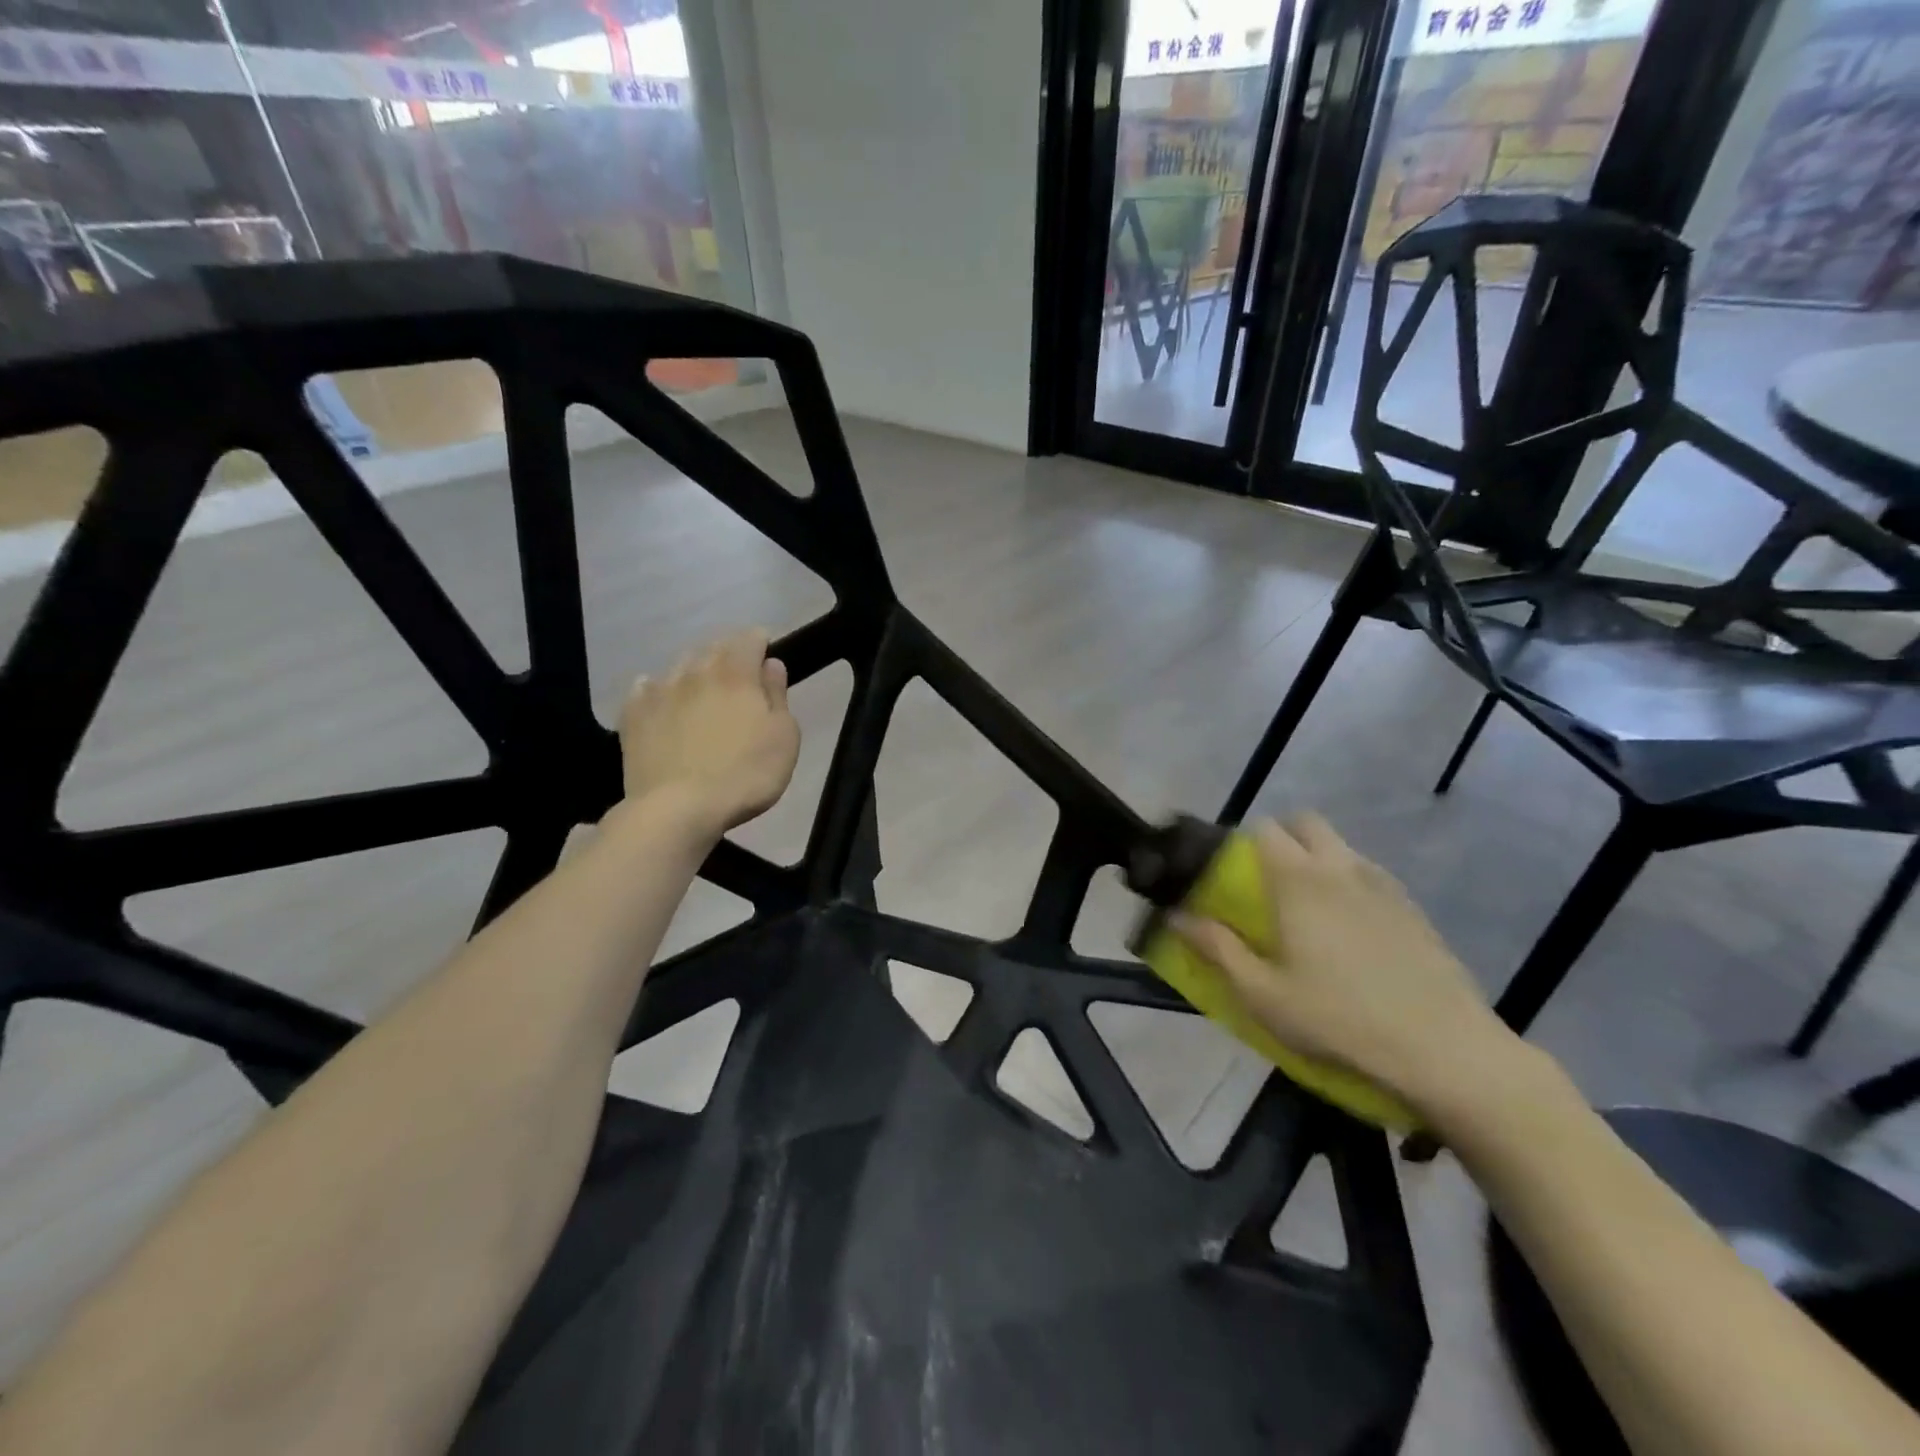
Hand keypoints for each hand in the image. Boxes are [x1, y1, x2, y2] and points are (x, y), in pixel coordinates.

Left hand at [619, 630, 799, 835]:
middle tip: (740, 678)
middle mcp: (696, 673)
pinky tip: (662, 702)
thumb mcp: (784, 738)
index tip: (767, 657)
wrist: (679, 809)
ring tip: (703, 691)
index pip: (749, 639)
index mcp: (737, 675)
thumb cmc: (746, 774)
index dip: (761, 643)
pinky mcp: (633, 716)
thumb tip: (771, 665)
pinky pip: (645, 689)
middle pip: (713, 648)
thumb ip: (778, 696)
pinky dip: (657, 689)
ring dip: (695, 672)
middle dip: (729, 655)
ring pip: (679, 666)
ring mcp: (659, 692)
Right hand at [1171, 814, 1525, 1120]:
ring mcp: (1383, 885)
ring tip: (1308, 908)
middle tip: (1267, 881)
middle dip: (1281, 837)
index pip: (1262, 830)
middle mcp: (1341, 868)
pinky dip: (1349, 883)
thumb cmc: (1339, 1020)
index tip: (1228, 874)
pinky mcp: (1413, 909)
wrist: (1446, 1051)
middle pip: (1305, 822)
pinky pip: (1370, 875)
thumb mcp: (1262, 994)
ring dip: (1317, 858)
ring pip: (1340, 847)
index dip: (1239, 844)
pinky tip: (1350, 930)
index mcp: (1299, 880)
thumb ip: (1216, 948)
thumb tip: (1176, 915)